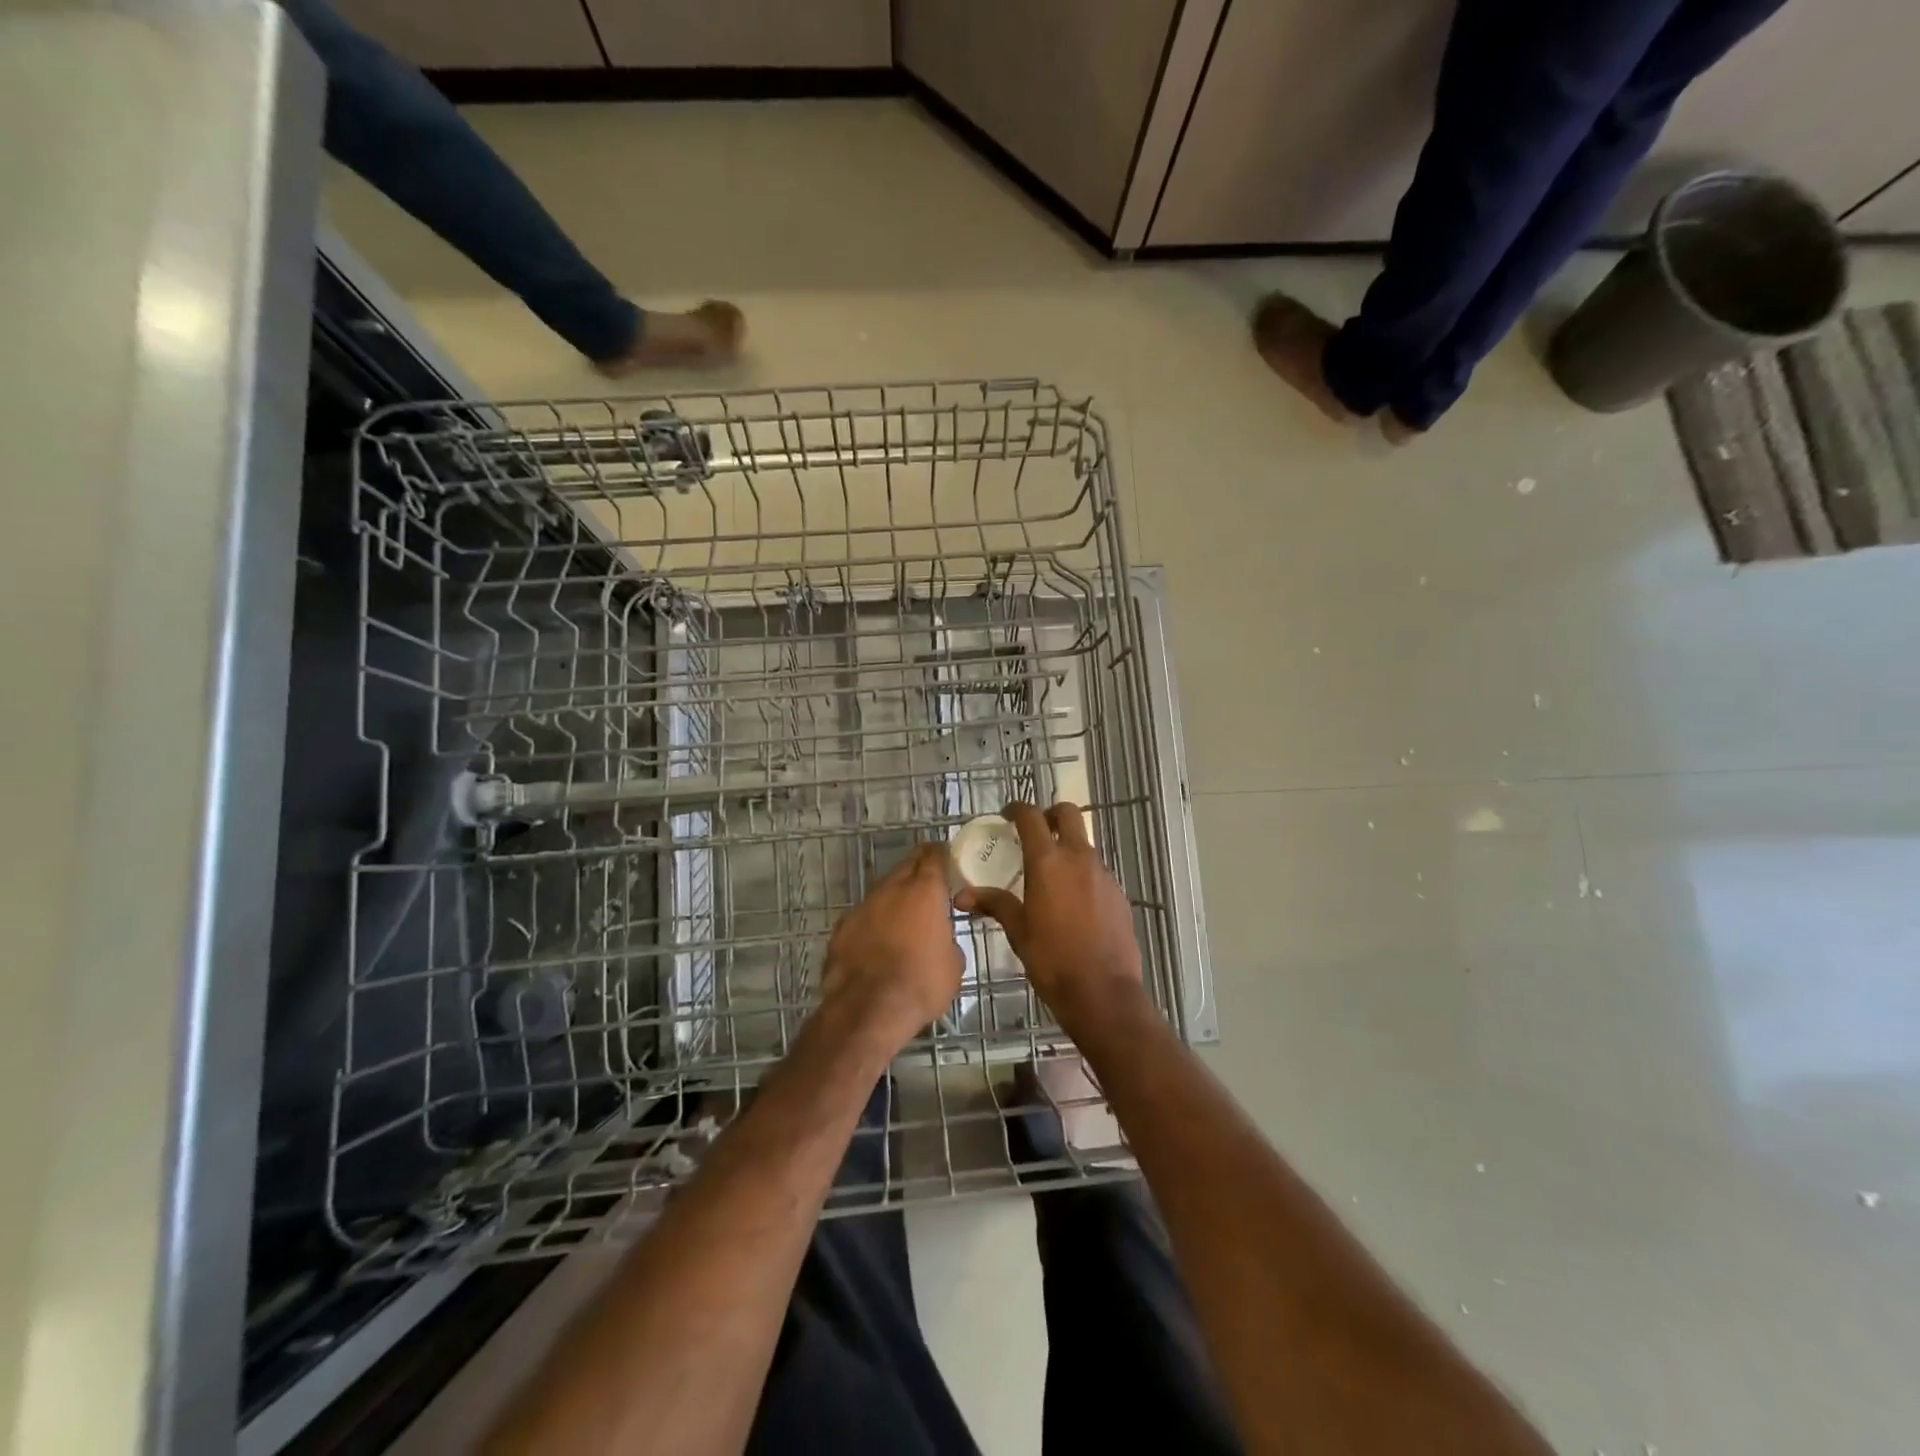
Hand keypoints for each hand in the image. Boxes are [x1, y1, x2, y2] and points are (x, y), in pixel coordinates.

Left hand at [821, 844, 963, 1052]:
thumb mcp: (953, 965)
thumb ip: (947, 940)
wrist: (867, 1009)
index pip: (933, 856)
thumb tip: (939, 940)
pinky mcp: (841, 928)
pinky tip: (877, 942)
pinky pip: (863, 917)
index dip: (941, 854)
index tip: (947, 857)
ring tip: (904, 918)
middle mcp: (891, 889)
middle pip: (906, 867)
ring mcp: (862, 907)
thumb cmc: (921, 983)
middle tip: (929, 884)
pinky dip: (873, 923)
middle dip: (918, 870)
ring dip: (894, 898)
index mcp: (924, 891)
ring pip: (882, 892)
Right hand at [954, 802, 1143, 1031]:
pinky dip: (1083, 874)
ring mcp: (1103, 874)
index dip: (1017, 809)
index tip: (1007, 815)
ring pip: (1085, 844)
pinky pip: (1097, 871)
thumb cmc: (1052, 960)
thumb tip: (962, 896)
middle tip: (1035, 831)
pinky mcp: (1118, 893)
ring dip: (1067, 847)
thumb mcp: (1018, 931)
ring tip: (1051, 873)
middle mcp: (1079, 858)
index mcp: (1048, 862)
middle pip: (1068, 814)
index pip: (1031, 817)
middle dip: (1050, 815)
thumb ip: (994, 904)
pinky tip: (1073, 902)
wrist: (1103, 992)